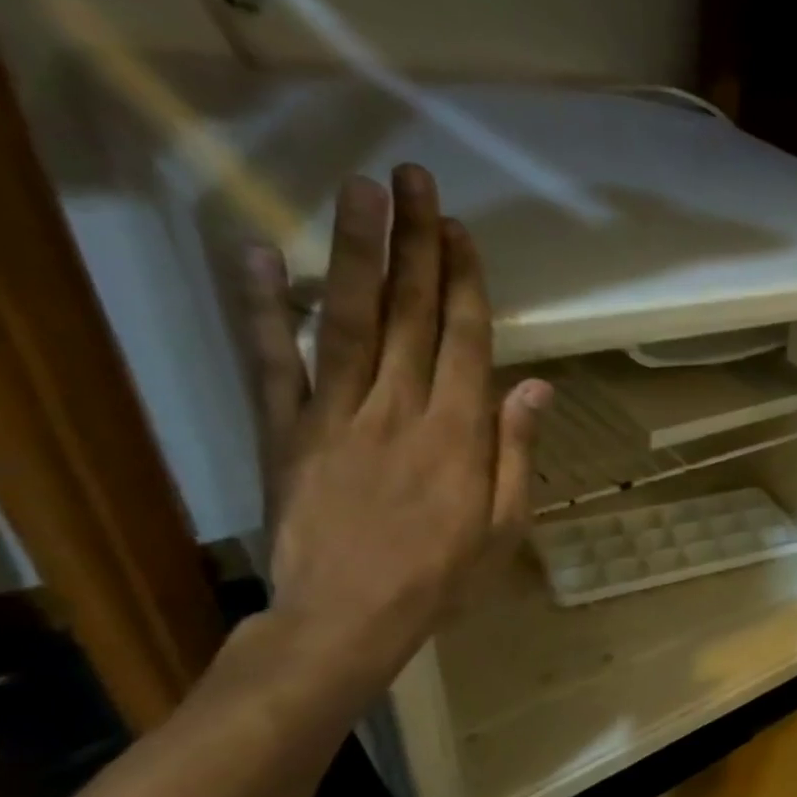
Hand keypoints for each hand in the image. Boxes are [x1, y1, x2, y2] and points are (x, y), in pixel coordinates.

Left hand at [242, 165, 550, 697]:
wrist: (350, 617)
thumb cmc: (444, 575)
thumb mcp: (506, 523)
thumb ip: (516, 450)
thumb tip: (536, 386)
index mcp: (458, 433)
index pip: (466, 340)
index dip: (465, 281)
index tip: (461, 231)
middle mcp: (399, 408)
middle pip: (411, 314)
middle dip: (415, 243)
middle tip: (413, 179)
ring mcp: (335, 415)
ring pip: (348, 320)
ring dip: (355, 253)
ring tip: (358, 192)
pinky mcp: (286, 432)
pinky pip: (271, 363)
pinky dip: (261, 308)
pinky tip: (260, 255)